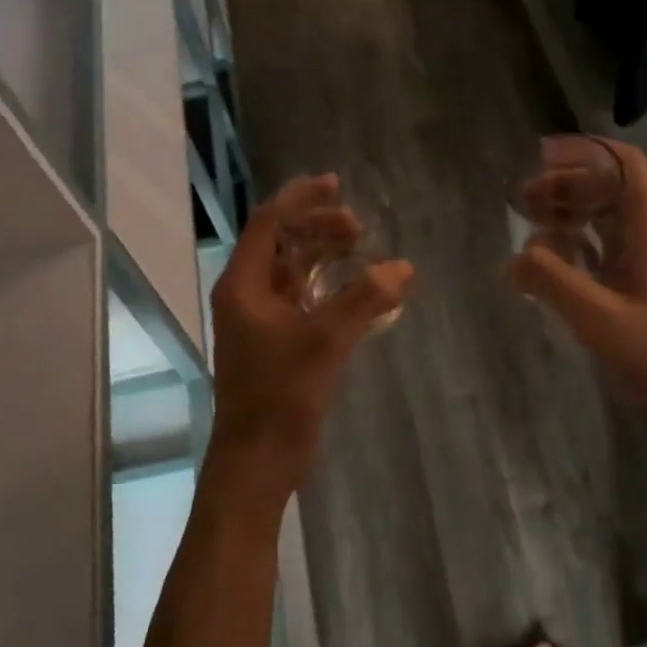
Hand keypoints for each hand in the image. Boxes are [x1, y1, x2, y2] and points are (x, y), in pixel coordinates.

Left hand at [204, 175, 414, 521]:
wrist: (258, 462)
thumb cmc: (280, 397)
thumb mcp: (325, 343)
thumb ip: (364, 301)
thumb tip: (403, 268)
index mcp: (243, 286)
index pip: (267, 224)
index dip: (300, 199)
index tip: (334, 184)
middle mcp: (247, 296)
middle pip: (281, 244)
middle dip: (317, 227)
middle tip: (357, 226)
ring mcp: (261, 321)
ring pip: (293, 272)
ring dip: (324, 256)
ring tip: (362, 249)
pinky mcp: (277, 342)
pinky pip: (303, 299)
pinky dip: (329, 288)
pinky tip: (359, 291)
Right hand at [508, 139, 646, 437]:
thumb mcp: (597, 316)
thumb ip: (550, 281)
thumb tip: (511, 259)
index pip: (623, 163)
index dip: (584, 150)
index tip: (542, 155)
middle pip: (606, 185)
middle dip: (563, 183)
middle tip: (522, 199)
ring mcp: (645, 255)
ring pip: (602, 213)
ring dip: (566, 210)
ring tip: (527, 222)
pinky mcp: (637, 278)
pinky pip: (601, 242)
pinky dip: (573, 239)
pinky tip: (548, 256)